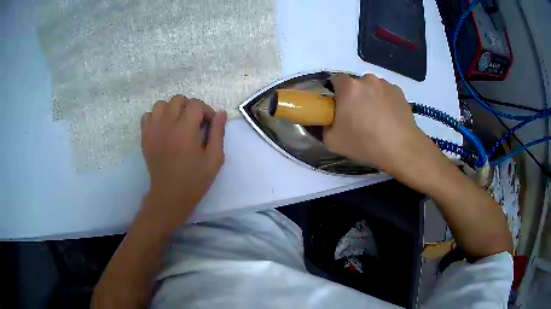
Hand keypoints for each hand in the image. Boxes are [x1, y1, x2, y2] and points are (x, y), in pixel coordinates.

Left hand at [140, 95, 226, 230]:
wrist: (170, 196)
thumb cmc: (195, 180)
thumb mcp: (214, 159)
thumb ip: (218, 133)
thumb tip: (221, 113)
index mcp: (185, 131)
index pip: (195, 104)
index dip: (205, 110)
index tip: (209, 124)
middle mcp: (167, 125)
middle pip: (178, 99)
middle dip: (190, 107)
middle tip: (194, 123)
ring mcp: (153, 130)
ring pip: (161, 104)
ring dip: (172, 109)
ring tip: (178, 123)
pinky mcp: (145, 137)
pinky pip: (147, 115)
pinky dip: (156, 117)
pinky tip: (164, 128)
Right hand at [323, 74, 430, 173]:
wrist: (401, 149)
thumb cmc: (365, 143)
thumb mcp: (332, 141)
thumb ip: (322, 127)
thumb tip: (326, 120)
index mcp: (349, 87)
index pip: (334, 80)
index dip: (334, 93)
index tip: (337, 107)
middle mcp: (367, 80)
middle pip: (354, 84)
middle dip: (353, 96)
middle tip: (356, 116)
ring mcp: (385, 84)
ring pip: (371, 88)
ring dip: (369, 97)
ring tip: (376, 119)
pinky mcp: (399, 92)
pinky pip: (385, 93)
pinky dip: (384, 101)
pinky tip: (388, 118)